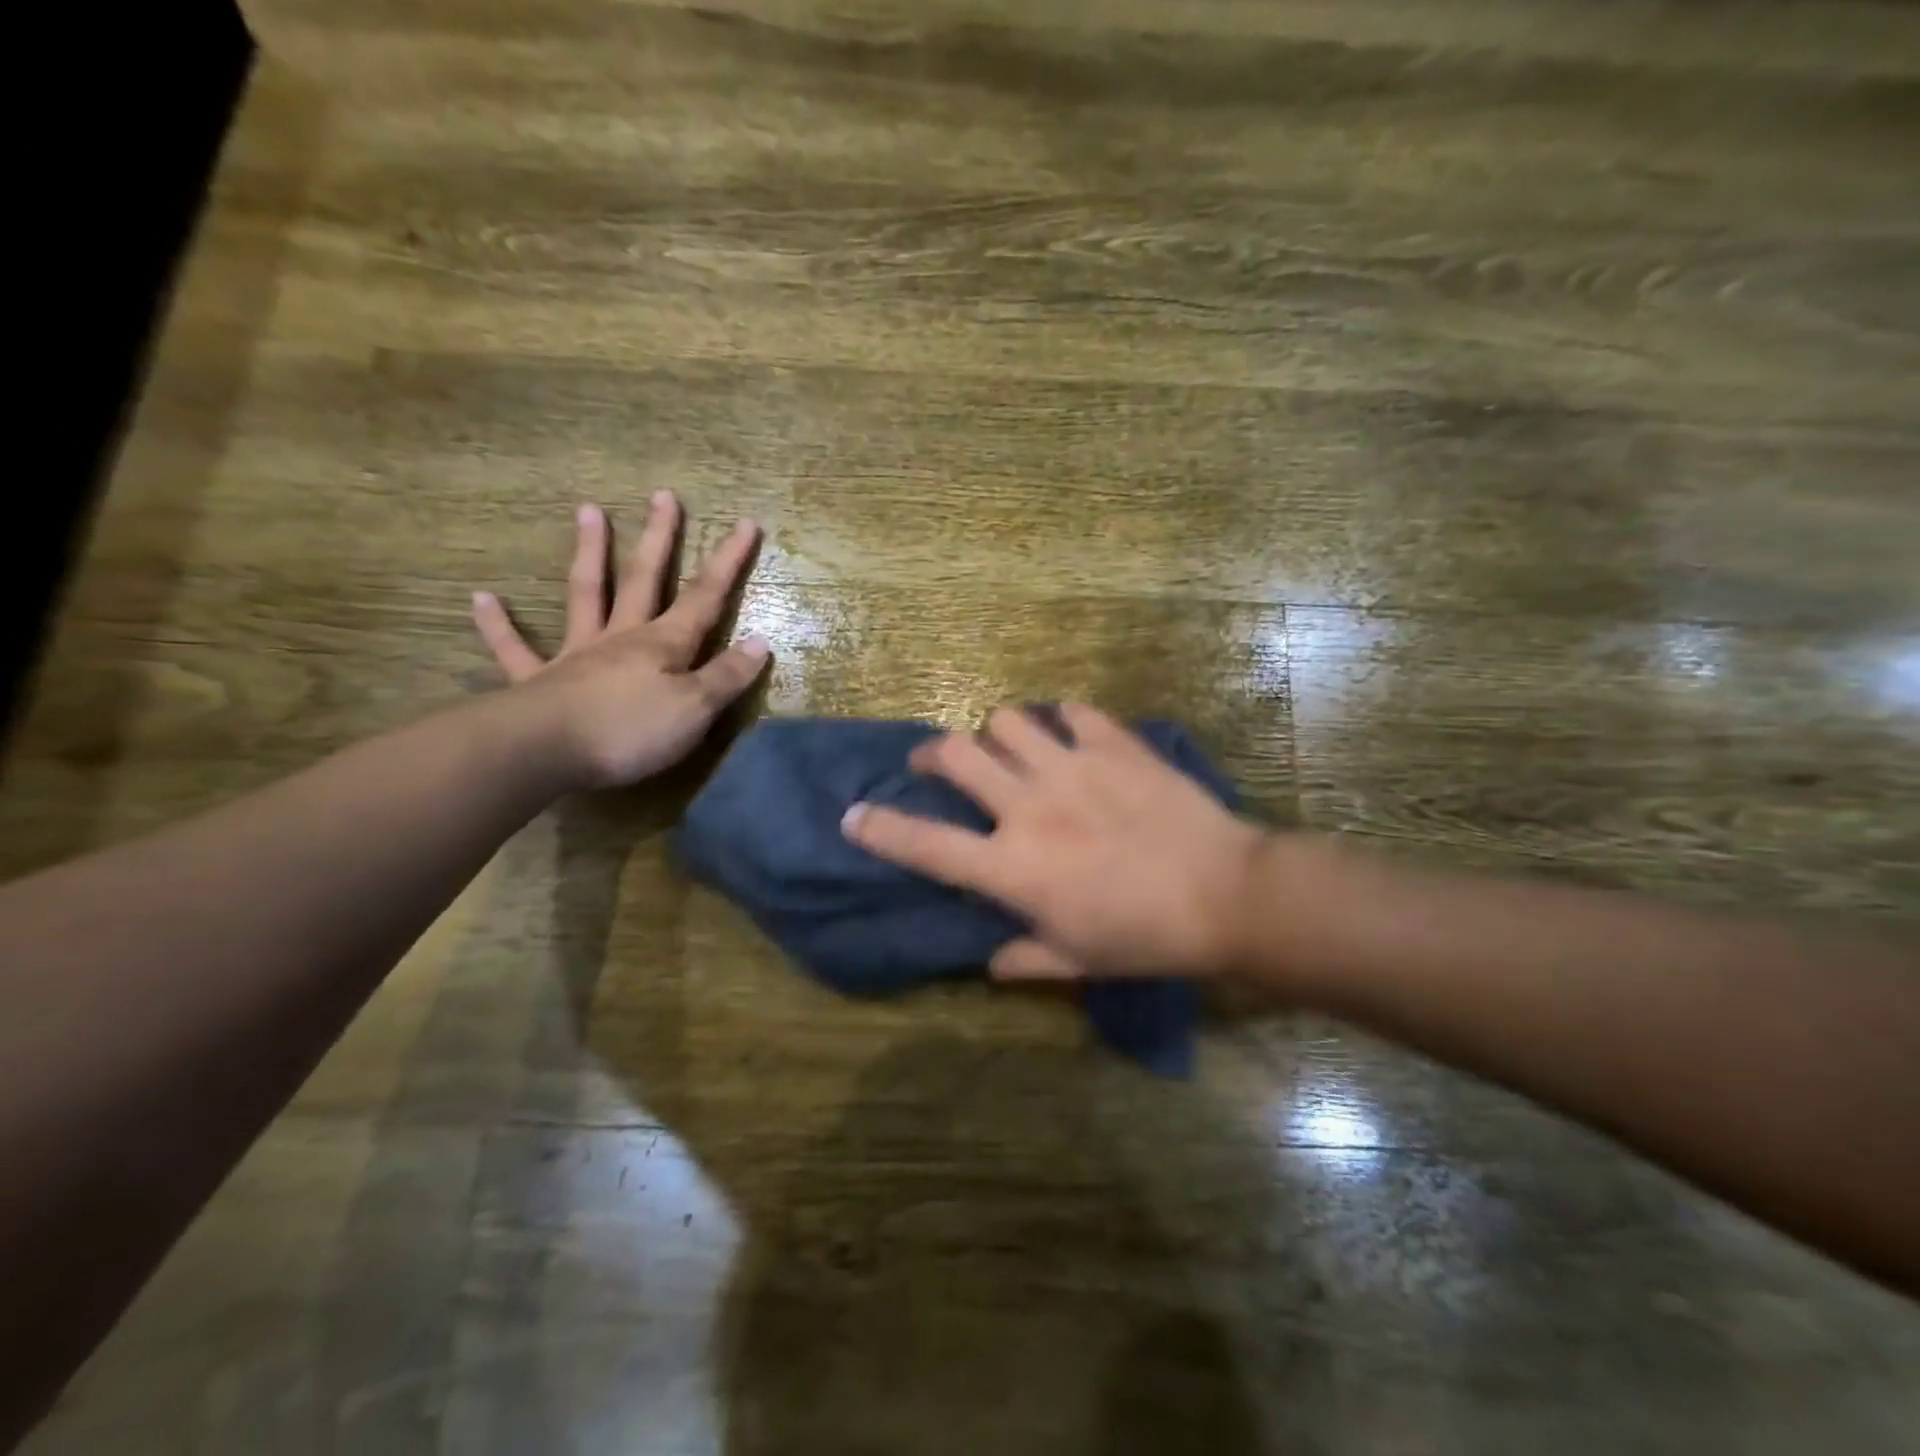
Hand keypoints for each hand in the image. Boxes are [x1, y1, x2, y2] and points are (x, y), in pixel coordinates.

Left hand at [472, 494, 769, 788]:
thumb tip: (759, 643)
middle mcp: (621, 637)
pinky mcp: (537, 680)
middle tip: (663, 496)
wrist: (546, 751)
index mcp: (663, 644)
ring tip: (588, 510)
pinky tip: (482, 598)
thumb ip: (727, 676)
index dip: (728, 562)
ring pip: (586, 594)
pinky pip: (514, 648)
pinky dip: (498, 625)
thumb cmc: (631, 730)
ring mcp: (576, 654)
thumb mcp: (696, 708)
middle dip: (659, 539)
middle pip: (645, 579)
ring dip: (590, 553)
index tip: (745, 523)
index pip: (705, 597)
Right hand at [842, 704, 1270, 979]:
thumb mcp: (1077, 961)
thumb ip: (1024, 958)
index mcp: (1013, 866)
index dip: (879, 829)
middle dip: (933, 755)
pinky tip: (1071, 737)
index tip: (853, 815)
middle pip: (956, 754)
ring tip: (1010, 750)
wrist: (1227, 893)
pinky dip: (1062, 721)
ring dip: (998, 735)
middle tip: (938, 764)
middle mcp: (1029, 806)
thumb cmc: (1147, 937)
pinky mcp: (1114, 744)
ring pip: (1007, 721)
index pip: (925, 845)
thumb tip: (991, 960)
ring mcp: (1072, 766)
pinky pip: (1072, 711)